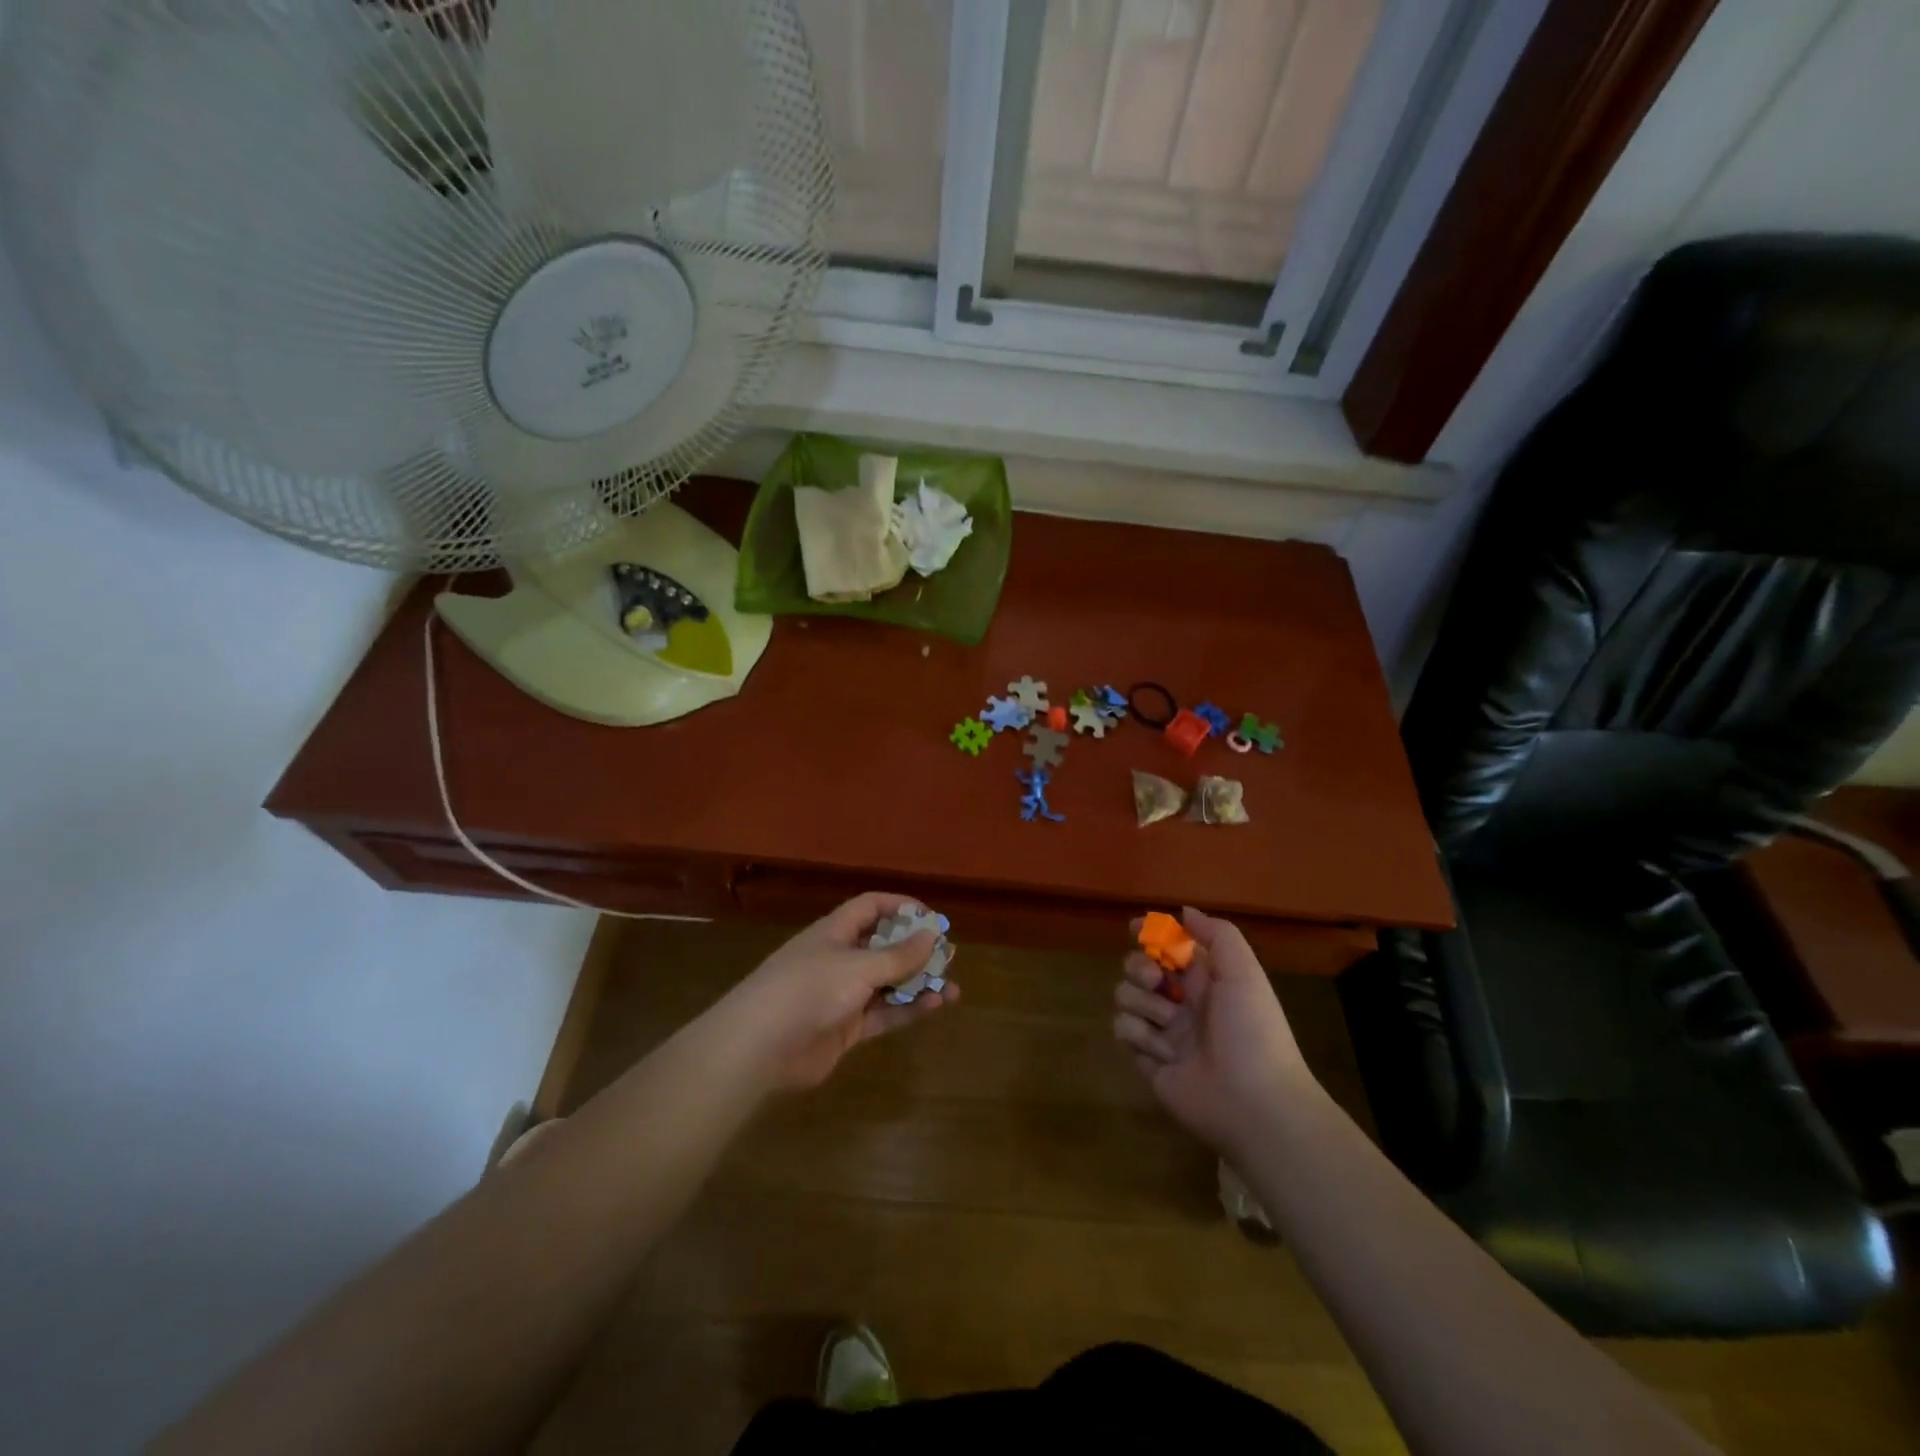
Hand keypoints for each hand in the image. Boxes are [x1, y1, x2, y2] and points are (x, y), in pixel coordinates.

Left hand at [715, 892, 958, 1090]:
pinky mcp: (846, 1028)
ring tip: (952, 986)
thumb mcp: (858, 966)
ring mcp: (842, 995)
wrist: (760, 1047)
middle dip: (915, 950)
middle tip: (948, 955)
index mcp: (835, 932)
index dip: (900, 907)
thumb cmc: (809, 989)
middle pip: (883, 946)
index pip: (870, 907)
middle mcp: (839, 958)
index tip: (932, 918)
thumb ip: (898, 955)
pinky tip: (934, 1006)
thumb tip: (932, 935)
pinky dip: (907, 1009)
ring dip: (917, 983)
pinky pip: (883, 1013)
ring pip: (887, 983)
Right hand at [1112, 908, 1317, 1156]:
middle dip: (1139, 967)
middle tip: (1156, 980)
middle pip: (1139, 968)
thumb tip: (1184, 911)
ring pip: (1126, 997)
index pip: (1169, 947)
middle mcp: (1182, 1002)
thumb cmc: (1253, 1031)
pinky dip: (1138, 1035)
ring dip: (1142, 1003)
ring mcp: (1164, 1032)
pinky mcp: (1148, 1061)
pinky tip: (1162, 1051)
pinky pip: (1123, 1031)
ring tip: (1167, 1024)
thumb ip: (1217, 934)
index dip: (1151, 934)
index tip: (1135, 928)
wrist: (1256, 1105)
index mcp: (1206, 980)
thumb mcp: (1244, 972)